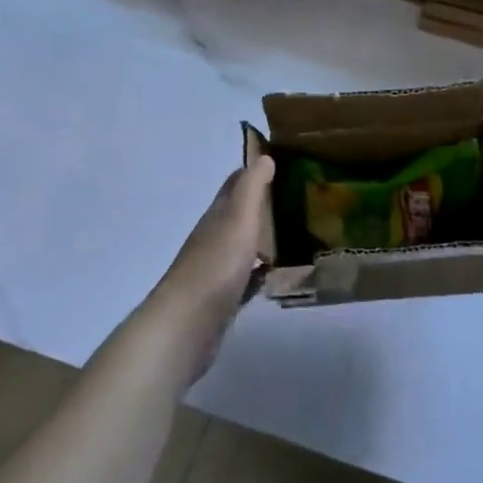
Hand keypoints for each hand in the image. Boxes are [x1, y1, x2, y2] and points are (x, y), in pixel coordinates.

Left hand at [149, 156, 274, 379]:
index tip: (280, 165)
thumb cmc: (216, 265)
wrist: (187, 325)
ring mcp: (215, 270)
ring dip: (261, 239)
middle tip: (295, 200)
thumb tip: (264, 157)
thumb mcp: (239, 218)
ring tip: (293, 235)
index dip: (253, 173)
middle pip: (238, 215)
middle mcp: (213, 238)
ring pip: (241, 246)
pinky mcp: (221, 300)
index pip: (234, 185)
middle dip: (261, 206)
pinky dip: (259, 273)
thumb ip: (252, 188)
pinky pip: (244, 279)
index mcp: (217, 216)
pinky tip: (275, 276)